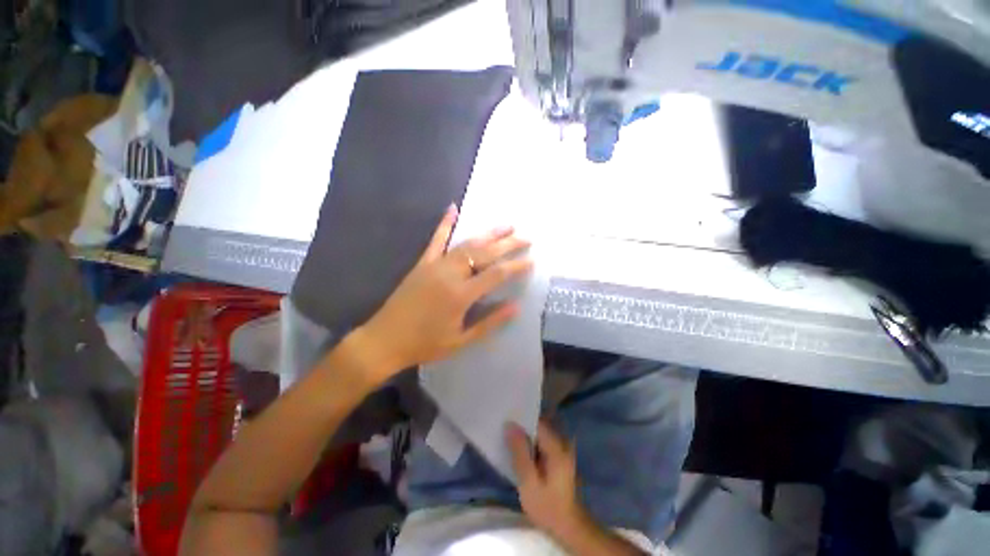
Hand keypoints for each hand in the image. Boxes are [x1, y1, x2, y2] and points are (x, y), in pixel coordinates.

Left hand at [360, 204, 532, 374]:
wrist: (384, 340)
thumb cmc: (425, 344)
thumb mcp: (461, 340)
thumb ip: (490, 322)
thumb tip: (515, 307)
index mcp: (461, 295)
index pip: (496, 275)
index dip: (516, 266)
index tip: (531, 260)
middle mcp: (450, 274)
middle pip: (484, 253)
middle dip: (508, 244)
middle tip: (526, 237)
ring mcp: (435, 265)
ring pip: (466, 243)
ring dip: (488, 233)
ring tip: (506, 225)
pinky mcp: (422, 263)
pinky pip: (436, 240)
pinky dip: (445, 223)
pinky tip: (453, 208)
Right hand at [507, 421, 590, 539]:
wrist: (567, 527)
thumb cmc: (547, 506)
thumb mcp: (528, 482)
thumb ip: (519, 452)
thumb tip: (510, 425)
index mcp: (556, 446)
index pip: (537, 421)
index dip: (520, 418)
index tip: (505, 417)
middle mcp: (561, 442)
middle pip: (539, 425)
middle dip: (522, 425)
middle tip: (503, 427)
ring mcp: (562, 449)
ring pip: (539, 433)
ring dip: (525, 435)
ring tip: (508, 436)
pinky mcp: (558, 456)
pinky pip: (542, 442)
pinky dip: (531, 443)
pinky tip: (519, 450)